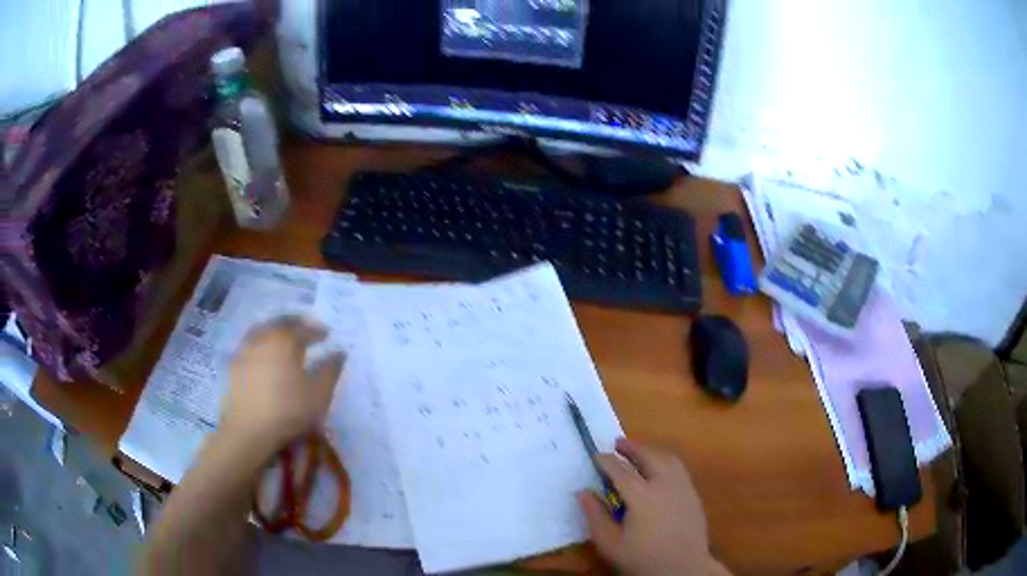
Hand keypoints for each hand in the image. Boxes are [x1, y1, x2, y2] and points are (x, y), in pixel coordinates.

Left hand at [220, 316, 345, 449]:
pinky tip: (263, 353)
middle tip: (304, 328)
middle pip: (280, 323)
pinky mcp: (234, 364)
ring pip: (262, 330)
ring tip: (282, 337)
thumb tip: (339, 352)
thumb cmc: (288, 410)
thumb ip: (330, 371)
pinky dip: (259, 342)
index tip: (328, 335)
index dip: (318, 331)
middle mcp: (264, 338)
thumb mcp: (319, 394)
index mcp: (286, 341)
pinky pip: (249, 344)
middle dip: (294, 324)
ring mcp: (246, 349)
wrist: (249, 429)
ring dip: (274, 330)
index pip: (305, 329)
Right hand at [578, 439, 729, 575]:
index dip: (605, 461)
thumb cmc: (642, 559)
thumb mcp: (610, 543)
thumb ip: (595, 516)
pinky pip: (679, 469)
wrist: (682, 568)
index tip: (595, 456)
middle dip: (632, 447)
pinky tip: (660, 470)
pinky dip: (666, 461)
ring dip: (651, 451)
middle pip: (648, 456)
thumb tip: (583, 492)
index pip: (620, 470)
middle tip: (617, 443)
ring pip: (668, 458)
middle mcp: (664, 484)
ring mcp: (683, 487)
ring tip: (639, 452)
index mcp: (641, 496)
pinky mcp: (693, 494)